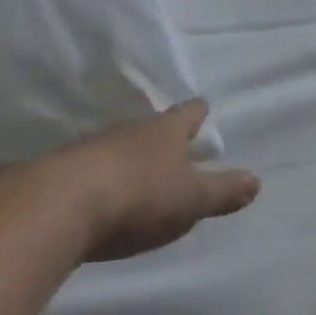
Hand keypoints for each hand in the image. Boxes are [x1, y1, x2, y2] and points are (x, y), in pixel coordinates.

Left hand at [60, 100, 260, 261]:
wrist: (58, 206)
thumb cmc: (139, 195)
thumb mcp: (191, 198)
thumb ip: (223, 191)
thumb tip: (257, 179)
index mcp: (165, 132)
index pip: (188, 113)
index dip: (197, 112)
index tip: (203, 108)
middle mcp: (129, 131)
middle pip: (151, 128)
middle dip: (162, 136)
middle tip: (172, 145)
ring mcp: (92, 148)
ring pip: (118, 146)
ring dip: (128, 157)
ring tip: (136, 171)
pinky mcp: (60, 172)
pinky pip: (88, 169)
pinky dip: (98, 177)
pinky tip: (98, 194)